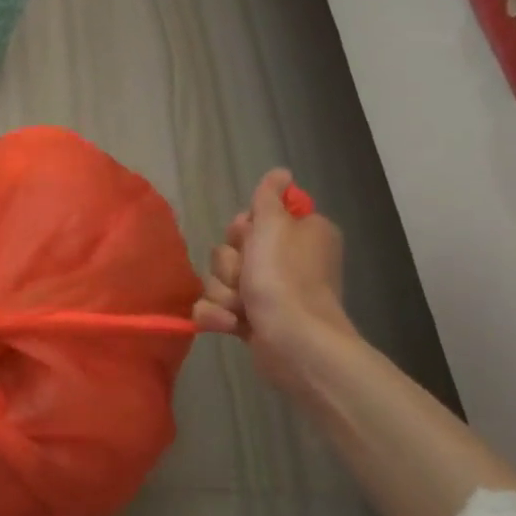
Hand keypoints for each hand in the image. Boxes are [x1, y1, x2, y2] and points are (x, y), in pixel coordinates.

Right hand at [193, 168, 354, 391]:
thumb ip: (268, 197)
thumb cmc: (285, 279)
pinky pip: (216, 307)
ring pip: (219, 279)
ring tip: (241, 308)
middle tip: (248, 276)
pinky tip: (231, 325)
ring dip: (223, 293)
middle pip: (230, 250)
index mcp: (299, 235)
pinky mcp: (252, 320)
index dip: (244, 230)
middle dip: (229, 266)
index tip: (250, 238)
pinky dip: (219, 316)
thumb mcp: (273, 226)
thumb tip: (280, 172)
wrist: (294, 343)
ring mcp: (267, 293)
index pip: (253, 219)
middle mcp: (285, 261)